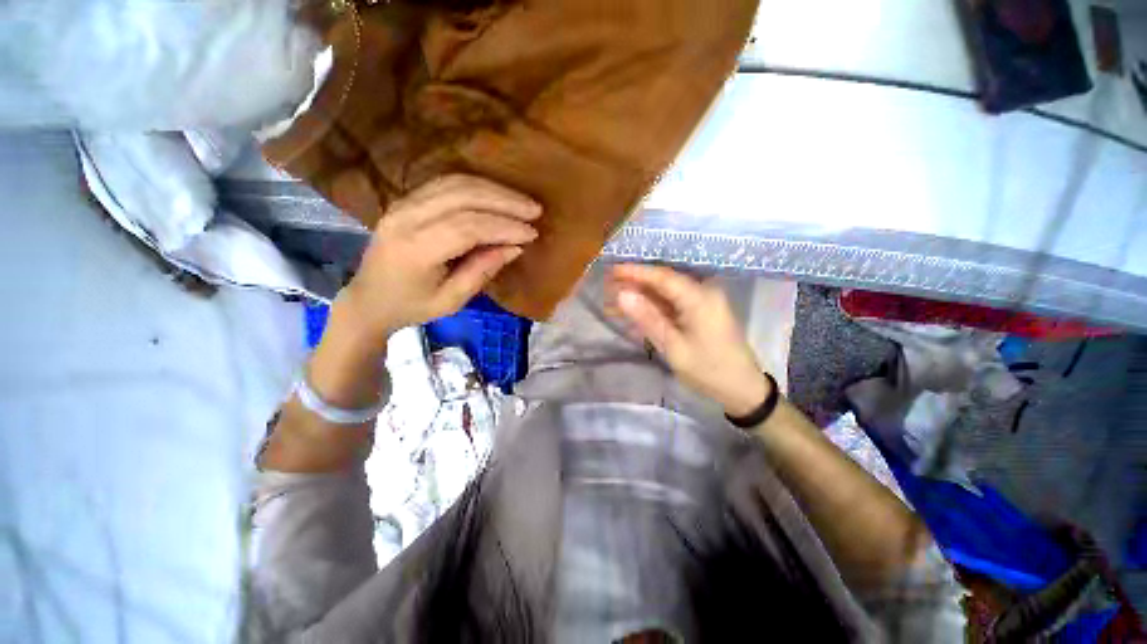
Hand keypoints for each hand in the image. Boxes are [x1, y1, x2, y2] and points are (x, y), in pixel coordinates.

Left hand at [338, 175, 540, 349]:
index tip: (531, 233)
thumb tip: (515, 247)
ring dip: (494, 190)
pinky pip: (446, 183)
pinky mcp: (406, 199)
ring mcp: (403, 203)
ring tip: (522, 201)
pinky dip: (477, 186)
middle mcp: (406, 218)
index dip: (504, 227)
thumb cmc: (412, 307)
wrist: (368, 299)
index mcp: (416, 249)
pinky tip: (497, 195)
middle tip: (534, 210)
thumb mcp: (451, 301)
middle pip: (463, 197)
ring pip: (455, 183)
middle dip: (504, 202)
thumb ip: (482, 271)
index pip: (468, 227)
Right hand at [607, 264, 772, 416]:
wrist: (742, 388)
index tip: (612, 269)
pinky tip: (636, 309)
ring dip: (643, 294)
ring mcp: (705, 300)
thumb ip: (647, 318)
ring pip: (667, 291)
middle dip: (636, 281)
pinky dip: (654, 305)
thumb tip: (622, 294)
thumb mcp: (673, 347)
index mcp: (700, 298)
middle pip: (665, 280)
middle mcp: (704, 292)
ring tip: (616, 297)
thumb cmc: (708, 370)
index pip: (663, 276)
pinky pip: (674, 302)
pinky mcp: (702, 310)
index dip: (636, 272)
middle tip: (609, 284)